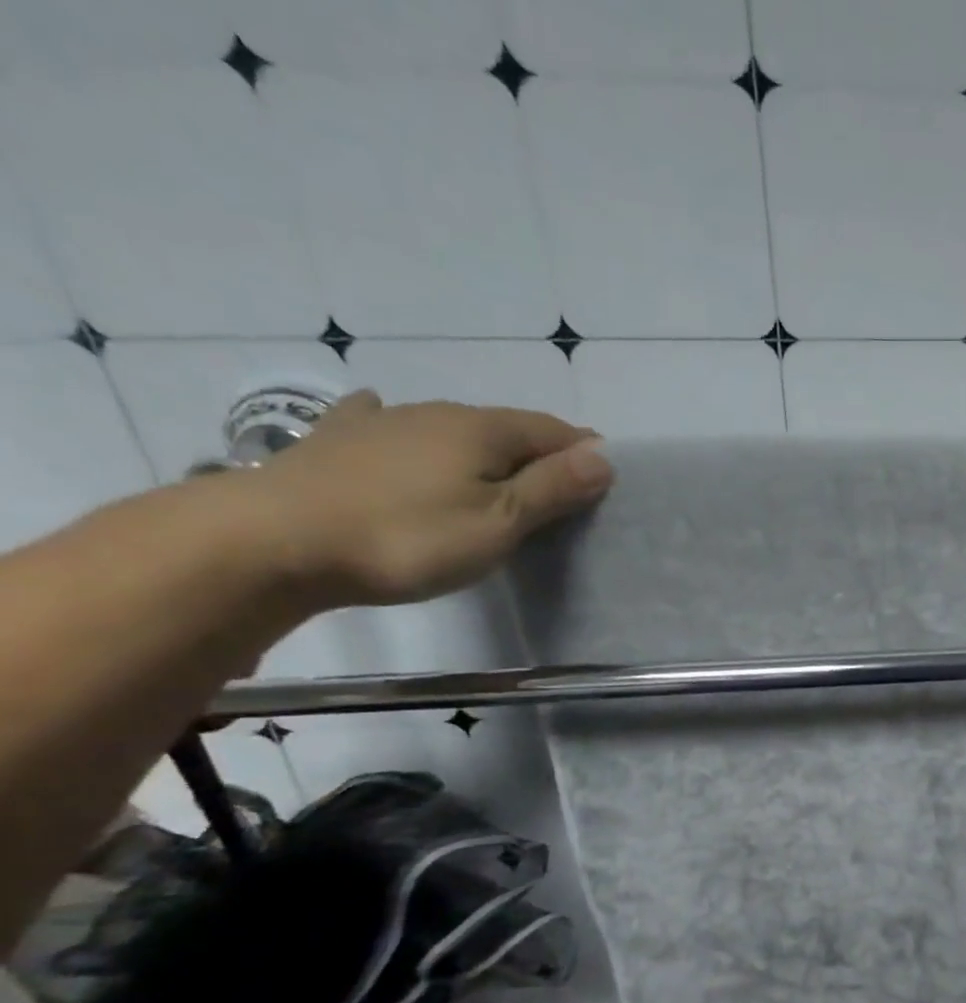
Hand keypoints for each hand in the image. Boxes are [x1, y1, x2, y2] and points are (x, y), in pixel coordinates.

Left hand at [234, 390, 612, 608]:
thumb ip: (552, 488)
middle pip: (506, 428)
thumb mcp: (499, 522)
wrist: (274, 539)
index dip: (584, 451)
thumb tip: (603, 457)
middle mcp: (436, 413)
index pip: (552, 431)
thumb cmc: (408, 537)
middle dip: (539, 452)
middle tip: (560, 489)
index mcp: (482, 430)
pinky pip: (385, 424)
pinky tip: (386, 418)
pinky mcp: (340, 442)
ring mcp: (382, 423)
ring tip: (498, 476)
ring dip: (485, 448)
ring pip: (453, 428)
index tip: (606, 478)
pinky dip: (407, 430)